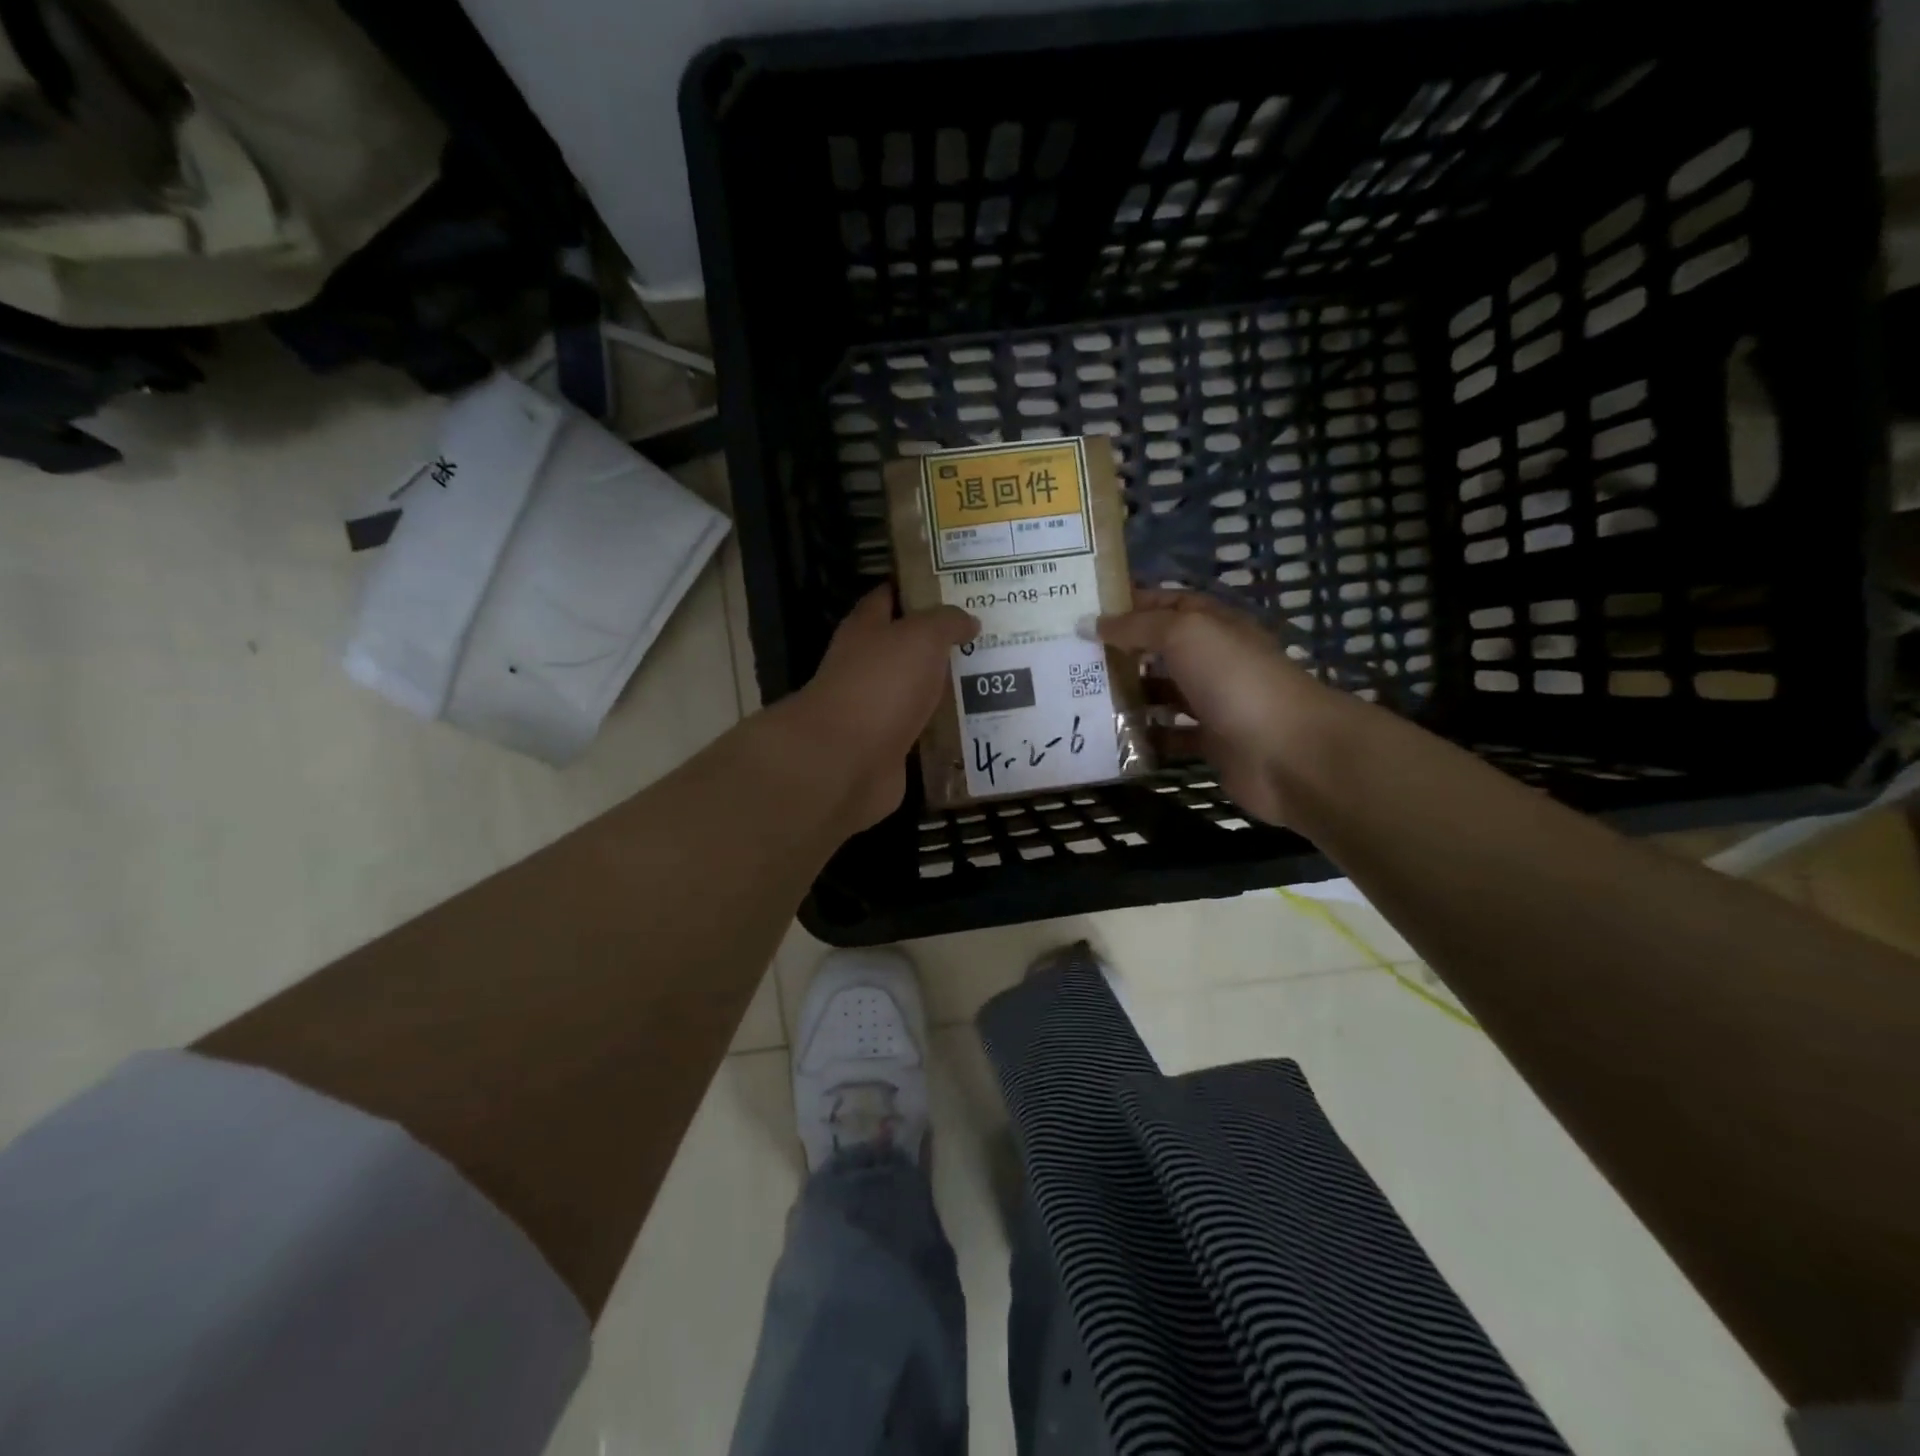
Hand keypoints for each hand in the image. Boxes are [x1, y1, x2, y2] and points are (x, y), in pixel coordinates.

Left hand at [783, 585, 976, 831]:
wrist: (846, 760)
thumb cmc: (880, 684)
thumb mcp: (921, 636)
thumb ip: (947, 622)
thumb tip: (969, 621)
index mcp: (866, 629)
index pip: (889, 597)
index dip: (918, 588)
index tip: (956, 586)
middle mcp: (867, 666)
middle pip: (907, 648)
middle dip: (943, 642)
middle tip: (990, 635)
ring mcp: (877, 710)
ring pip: (919, 691)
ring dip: (948, 688)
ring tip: (998, 680)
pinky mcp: (889, 747)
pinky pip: (925, 731)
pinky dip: (947, 728)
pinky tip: (981, 724)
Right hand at [1097, 590, 1341, 825]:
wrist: (1287, 751)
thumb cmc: (1234, 680)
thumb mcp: (1184, 634)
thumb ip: (1137, 626)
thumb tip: (1090, 623)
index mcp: (1212, 625)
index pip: (1165, 604)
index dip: (1127, 604)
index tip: (1082, 611)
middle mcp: (1213, 659)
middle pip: (1159, 650)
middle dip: (1119, 652)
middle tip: (1070, 659)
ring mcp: (1213, 703)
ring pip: (1162, 694)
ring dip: (1128, 696)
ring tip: (1080, 698)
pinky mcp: (1210, 743)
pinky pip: (1169, 737)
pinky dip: (1145, 738)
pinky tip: (1111, 738)